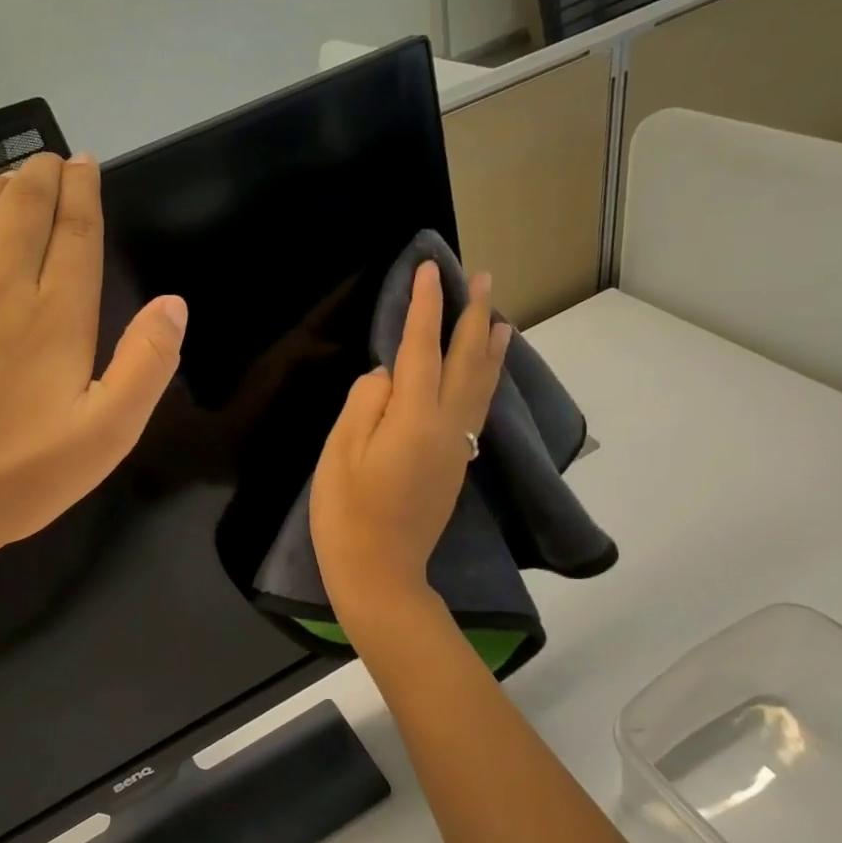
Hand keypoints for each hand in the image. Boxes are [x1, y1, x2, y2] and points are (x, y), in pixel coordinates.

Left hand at [0, 153, 187, 587]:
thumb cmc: (17, 477)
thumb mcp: (106, 435)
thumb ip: (146, 365)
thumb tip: (174, 304)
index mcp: (55, 318)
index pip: (74, 236)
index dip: (83, 195)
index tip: (85, 164)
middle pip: (22, 214)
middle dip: (40, 178)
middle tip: (51, 157)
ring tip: (7, 175)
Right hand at [310, 261, 507, 628]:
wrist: (380, 573)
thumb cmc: (347, 514)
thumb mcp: (340, 453)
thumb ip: (364, 403)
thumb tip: (388, 376)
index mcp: (415, 417)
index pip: (421, 347)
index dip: (425, 306)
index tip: (431, 269)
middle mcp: (446, 425)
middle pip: (465, 360)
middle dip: (473, 316)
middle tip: (483, 278)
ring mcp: (456, 447)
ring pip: (481, 385)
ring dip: (490, 347)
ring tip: (500, 318)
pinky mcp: (456, 465)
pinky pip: (478, 408)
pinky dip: (487, 380)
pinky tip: (486, 373)